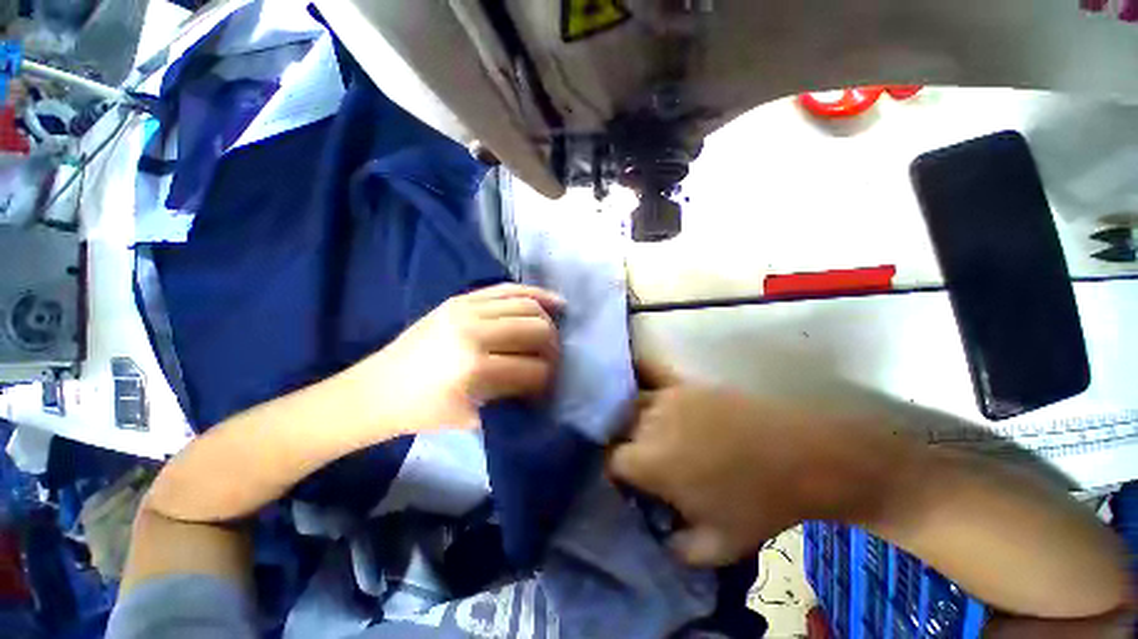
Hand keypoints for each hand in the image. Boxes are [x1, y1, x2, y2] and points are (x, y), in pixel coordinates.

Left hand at [355, 284, 563, 435]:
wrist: (377, 388)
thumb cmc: (422, 411)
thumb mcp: (472, 417)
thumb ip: (512, 396)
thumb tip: (543, 378)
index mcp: (474, 369)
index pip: (533, 369)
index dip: (547, 379)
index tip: (548, 386)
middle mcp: (474, 332)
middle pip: (536, 330)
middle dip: (552, 347)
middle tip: (552, 359)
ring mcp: (466, 309)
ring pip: (527, 305)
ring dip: (547, 320)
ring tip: (553, 332)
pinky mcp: (460, 298)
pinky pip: (508, 289)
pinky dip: (533, 294)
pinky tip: (551, 300)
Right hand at [609, 360, 892, 566]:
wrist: (801, 456)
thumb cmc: (758, 502)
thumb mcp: (718, 545)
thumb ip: (679, 549)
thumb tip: (661, 536)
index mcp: (651, 461)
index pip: (612, 460)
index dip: (616, 472)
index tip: (629, 482)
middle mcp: (650, 422)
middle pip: (620, 429)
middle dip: (626, 445)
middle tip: (645, 461)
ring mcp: (668, 397)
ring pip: (633, 405)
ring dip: (635, 420)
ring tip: (653, 433)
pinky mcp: (686, 384)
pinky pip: (653, 378)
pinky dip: (644, 383)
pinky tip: (644, 387)